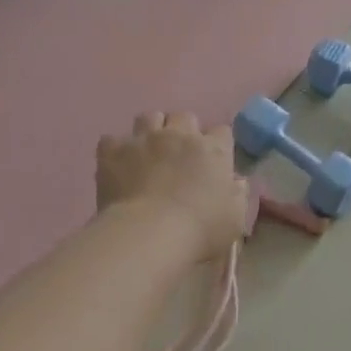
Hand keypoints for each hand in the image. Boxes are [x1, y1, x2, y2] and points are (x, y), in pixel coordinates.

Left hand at [96, 113, 247, 262]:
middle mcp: (179, 135)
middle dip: (183, 131)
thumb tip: (237, 182)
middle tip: (179, 154)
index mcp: (213, 150)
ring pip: (149, 117)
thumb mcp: (235, 218)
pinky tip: (117, 164)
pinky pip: (112, 139)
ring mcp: (144, 139)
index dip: (217, 144)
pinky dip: (116, 149)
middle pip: (184, 116)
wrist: (149, 234)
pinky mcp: (113, 151)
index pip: (221, 132)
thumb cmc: (200, 229)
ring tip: (148, 151)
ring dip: (151, 130)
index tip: (213, 161)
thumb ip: (238, 194)